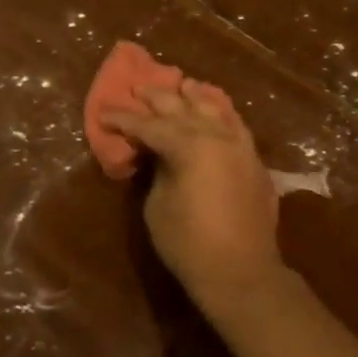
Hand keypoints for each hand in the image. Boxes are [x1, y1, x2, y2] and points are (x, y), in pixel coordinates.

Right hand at [105, 81, 283, 306]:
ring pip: (214, 110)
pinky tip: (215, 109)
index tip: (104, 113)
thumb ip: (157, 170)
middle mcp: (217, 137)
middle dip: (157, 98)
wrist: (241, 272)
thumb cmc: (188, 242)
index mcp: (189, 146)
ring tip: (181, 85)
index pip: (148, 125)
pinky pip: (235, 125)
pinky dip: (221, 113)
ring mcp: (240, 147)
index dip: (123, 119)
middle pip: (182, 109)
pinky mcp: (253, 161)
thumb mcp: (157, 204)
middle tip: (137, 88)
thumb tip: (158, 154)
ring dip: (194, 97)